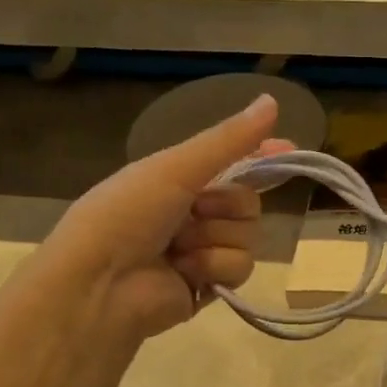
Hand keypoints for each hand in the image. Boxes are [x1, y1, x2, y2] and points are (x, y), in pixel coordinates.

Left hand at [40, 94, 288, 342]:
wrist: (99, 285)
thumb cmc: (127, 215)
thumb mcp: (175, 167)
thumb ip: (228, 140)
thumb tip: (273, 99)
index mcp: (179, 180)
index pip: (232, 163)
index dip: (260, 157)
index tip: (287, 148)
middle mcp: (193, 213)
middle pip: (248, 202)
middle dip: (225, 206)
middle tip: (194, 210)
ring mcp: (203, 251)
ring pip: (248, 236)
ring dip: (215, 238)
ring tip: (179, 248)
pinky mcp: (210, 286)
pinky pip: (240, 268)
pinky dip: (214, 267)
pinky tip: (185, 272)